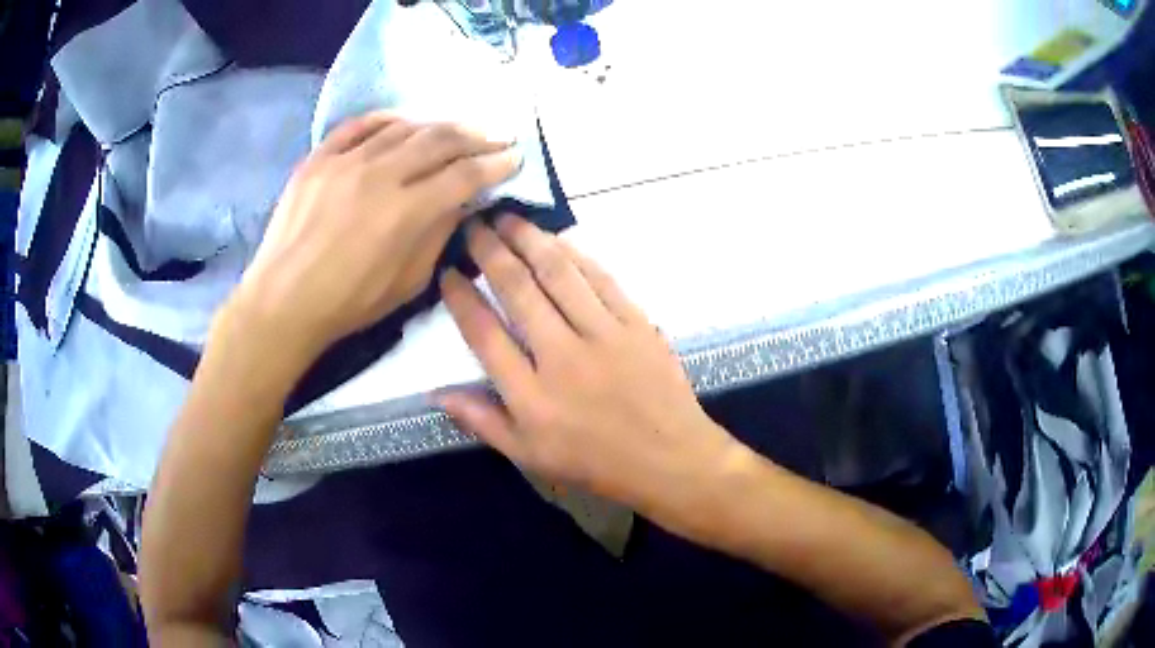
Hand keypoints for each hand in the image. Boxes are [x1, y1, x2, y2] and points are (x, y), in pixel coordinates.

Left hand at [225, 112, 519, 362]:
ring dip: (436, 126)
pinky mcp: (319, 158)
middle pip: (439, 140)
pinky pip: (358, 125)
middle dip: (476, 136)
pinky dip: (386, 119)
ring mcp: (345, 161)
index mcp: (405, 212)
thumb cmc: (348, 303)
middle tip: (496, 136)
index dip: (495, 164)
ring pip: (403, 127)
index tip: (515, 157)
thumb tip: (460, 202)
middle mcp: (379, 175)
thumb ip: (438, 236)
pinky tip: (402, 122)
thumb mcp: (407, 283)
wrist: (283, 300)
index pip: (463, 175)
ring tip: (454, 131)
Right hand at [438, 216, 740, 522]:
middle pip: (519, 291)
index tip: (447, 271)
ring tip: (508, 218)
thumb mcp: (529, 456)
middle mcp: (562, 357)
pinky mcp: (637, 324)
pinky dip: (576, 254)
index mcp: (531, 395)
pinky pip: (602, 279)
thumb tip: (435, 392)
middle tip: (473, 224)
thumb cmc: (594, 463)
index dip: (461, 298)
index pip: (484, 333)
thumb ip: (481, 421)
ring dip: (530, 240)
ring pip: (559, 274)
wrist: (668, 460)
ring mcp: (604, 335)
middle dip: (490, 251)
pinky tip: (557, 239)